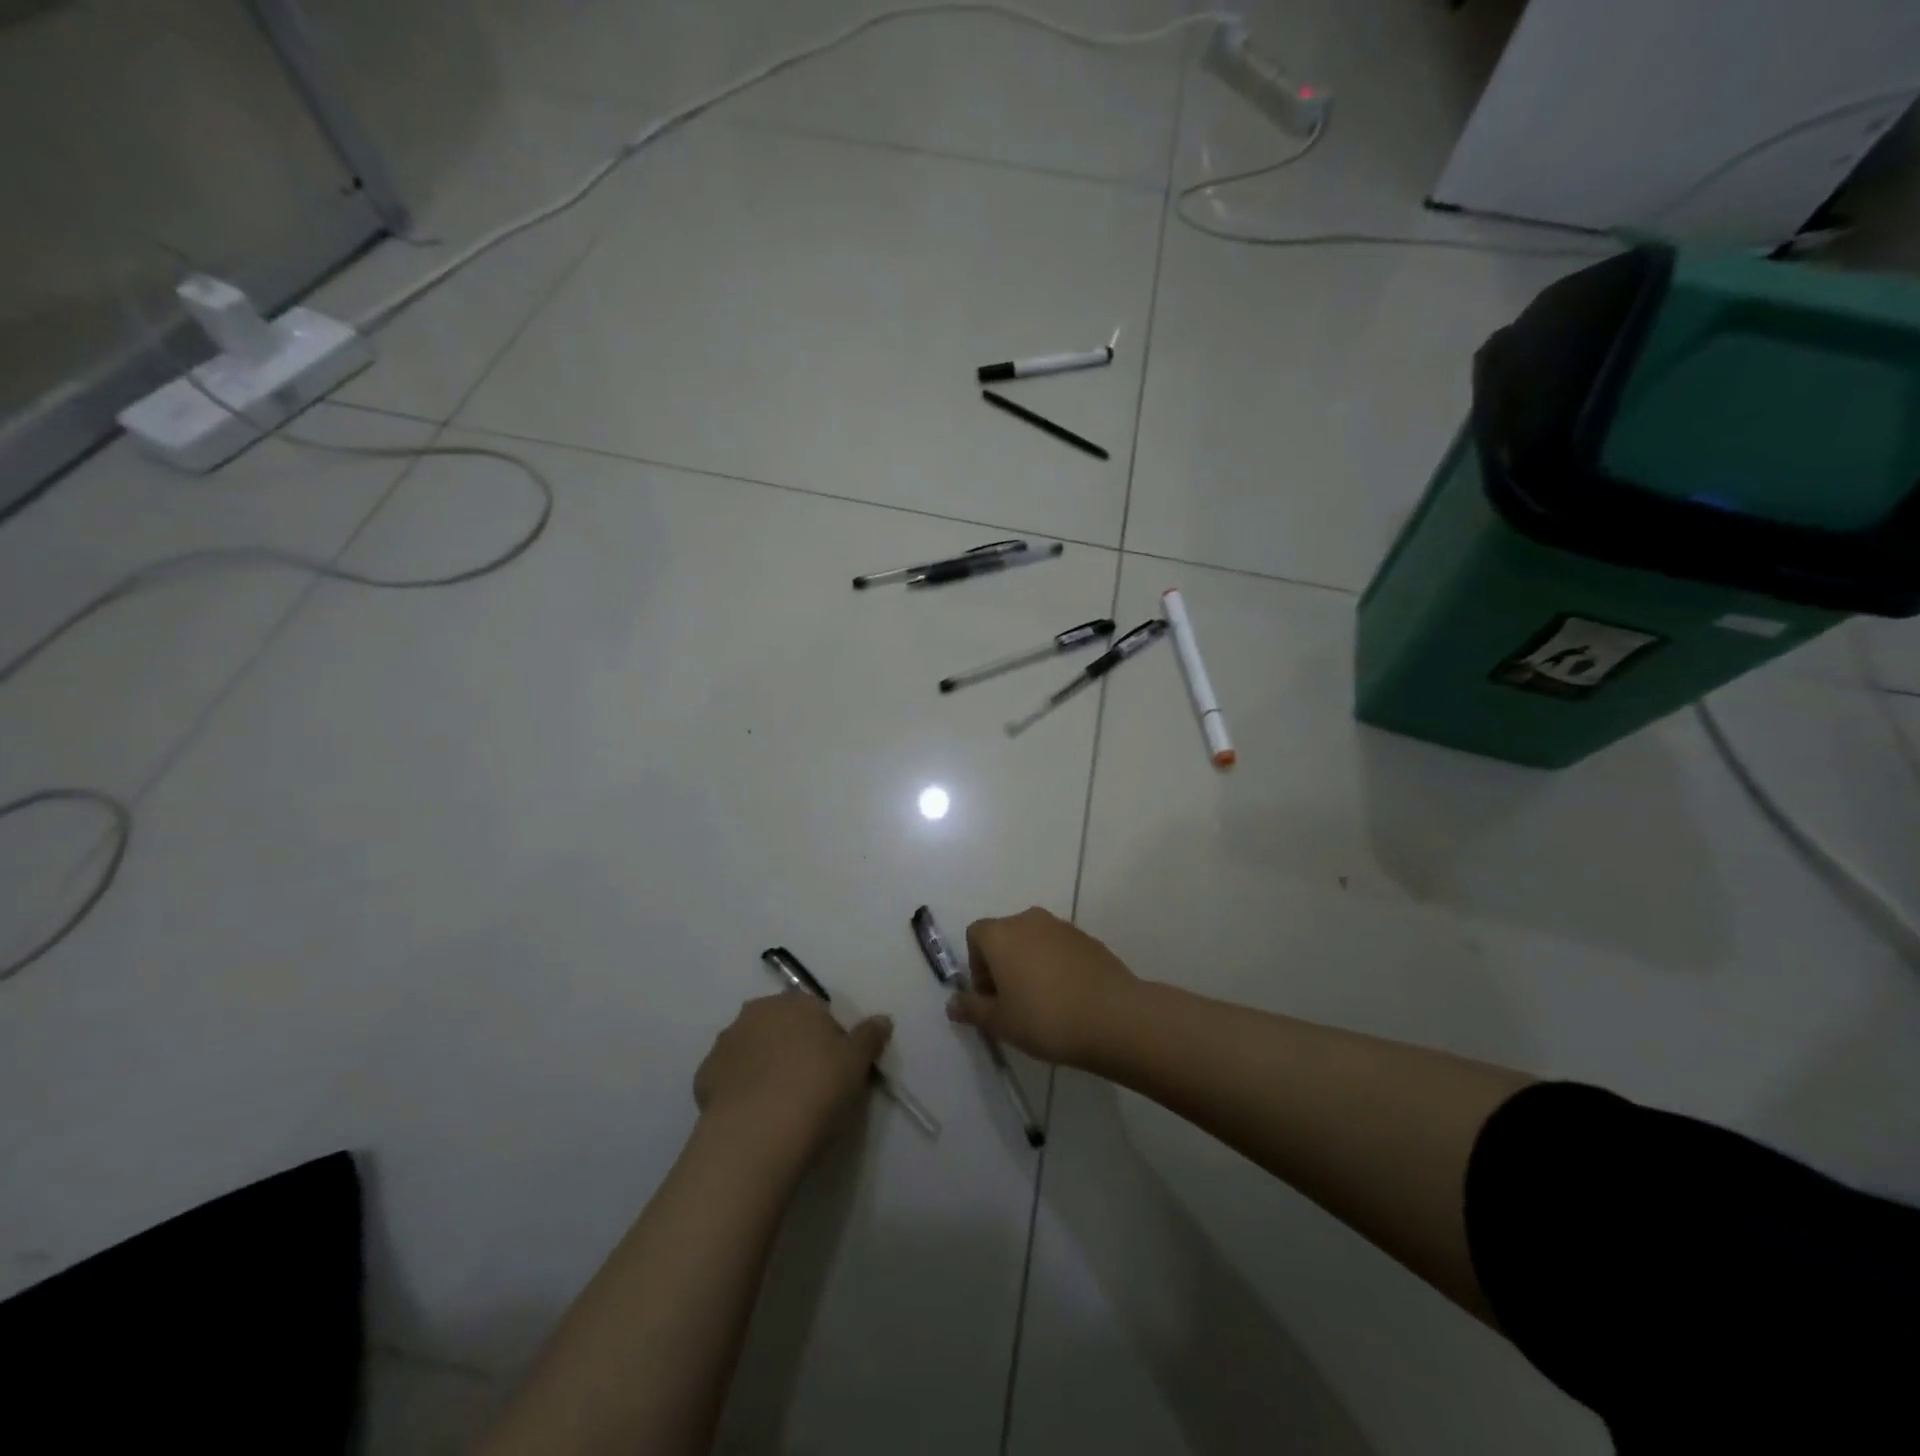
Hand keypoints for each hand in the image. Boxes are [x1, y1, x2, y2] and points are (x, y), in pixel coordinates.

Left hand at [694, 994, 891, 1151]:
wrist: (756, 1134)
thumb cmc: (816, 1088)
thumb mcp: (857, 1063)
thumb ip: (869, 1036)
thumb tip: (882, 1019)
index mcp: (796, 1002)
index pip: (817, 1012)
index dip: (828, 1040)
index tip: (835, 1070)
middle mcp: (757, 1012)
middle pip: (781, 1026)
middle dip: (792, 1047)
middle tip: (809, 1085)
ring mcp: (726, 1042)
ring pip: (752, 1049)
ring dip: (763, 1066)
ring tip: (778, 1104)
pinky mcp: (703, 1076)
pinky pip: (729, 1077)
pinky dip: (740, 1089)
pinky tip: (753, 1115)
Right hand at [949, 907, 1139, 1067]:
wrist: (1114, 1017)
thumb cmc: (1045, 1018)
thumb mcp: (1001, 1022)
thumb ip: (973, 1009)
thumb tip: (952, 1004)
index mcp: (1001, 934)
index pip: (975, 935)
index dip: (976, 965)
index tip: (990, 997)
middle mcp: (1029, 920)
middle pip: (1004, 935)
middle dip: (1002, 964)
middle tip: (1013, 1003)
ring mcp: (1062, 926)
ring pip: (1034, 940)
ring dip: (1030, 963)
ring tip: (1043, 1002)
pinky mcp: (1088, 938)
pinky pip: (1060, 947)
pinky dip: (1056, 965)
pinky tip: (1068, 997)